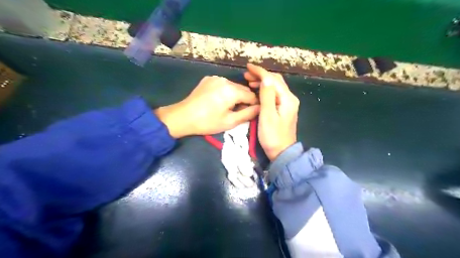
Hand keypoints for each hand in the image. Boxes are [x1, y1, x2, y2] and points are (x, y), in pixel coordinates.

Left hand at [152, 76, 256, 137]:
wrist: (183, 117)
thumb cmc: (208, 122)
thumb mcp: (230, 121)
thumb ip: (248, 114)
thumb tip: (260, 107)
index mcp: (232, 90)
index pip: (251, 96)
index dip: (254, 105)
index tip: (252, 113)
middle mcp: (225, 80)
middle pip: (242, 90)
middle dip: (244, 100)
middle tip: (239, 112)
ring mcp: (216, 78)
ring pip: (233, 86)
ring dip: (235, 95)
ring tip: (228, 107)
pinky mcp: (208, 79)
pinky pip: (223, 84)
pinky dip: (225, 91)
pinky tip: (218, 100)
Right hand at [244, 63, 297, 159]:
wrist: (282, 152)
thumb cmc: (272, 136)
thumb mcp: (267, 115)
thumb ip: (267, 95)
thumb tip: (265, 77)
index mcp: (287, 99)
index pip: (273, 79)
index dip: (260, 71)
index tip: (248, 67)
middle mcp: (290, 98)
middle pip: (275, 81)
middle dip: (261, 75)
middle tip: (246, 75)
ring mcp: (288, 104)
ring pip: (275, 87)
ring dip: (263, 82)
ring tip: (249, 81)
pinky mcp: (284, 109)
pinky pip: (274, 94)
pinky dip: (265, 89)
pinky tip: (257, 91)